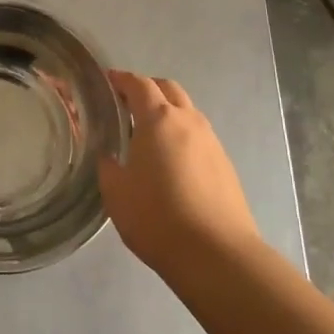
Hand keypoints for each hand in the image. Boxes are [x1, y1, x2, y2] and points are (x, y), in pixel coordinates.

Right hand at [98, 71, 260, 275]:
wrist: (216, 254)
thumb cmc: (157, 218)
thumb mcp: (116, 193)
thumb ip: (108, 166)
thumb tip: (110, 156)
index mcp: (158, 120)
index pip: (139, 84)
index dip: (122, 79)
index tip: (108, 81)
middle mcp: (188, 121)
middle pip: (168, 89)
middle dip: (148, 89)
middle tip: (127, 103)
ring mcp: (212, 142)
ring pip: (188, 112)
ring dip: (168, 111)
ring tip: (148, 133)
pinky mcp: (225, 164)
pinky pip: (199, 136)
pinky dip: (182, 135)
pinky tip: (171, 160)